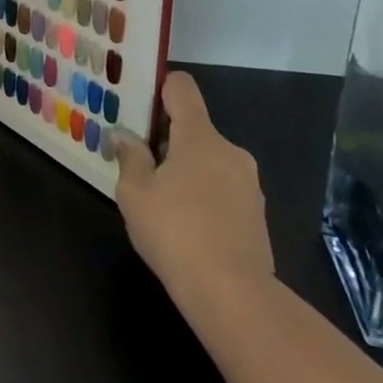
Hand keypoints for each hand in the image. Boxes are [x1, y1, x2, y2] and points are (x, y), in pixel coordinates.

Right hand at [115, 72, 274, 298]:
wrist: (233, 295)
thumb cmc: (175, 232)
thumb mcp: (134, 193)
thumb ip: (129, 157)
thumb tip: (125, 136)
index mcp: (200, 136)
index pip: (182, 87)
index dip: (160, 87)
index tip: (139, 106)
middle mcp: (230, 150)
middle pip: (194, 128)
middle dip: (167, 141)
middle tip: (140, 164)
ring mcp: (249, 183)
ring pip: (209, 161)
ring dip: (186, 170)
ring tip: (161, 202)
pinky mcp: (257, 214)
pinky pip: (223, 188)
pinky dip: (204, 196)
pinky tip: (186, 226)